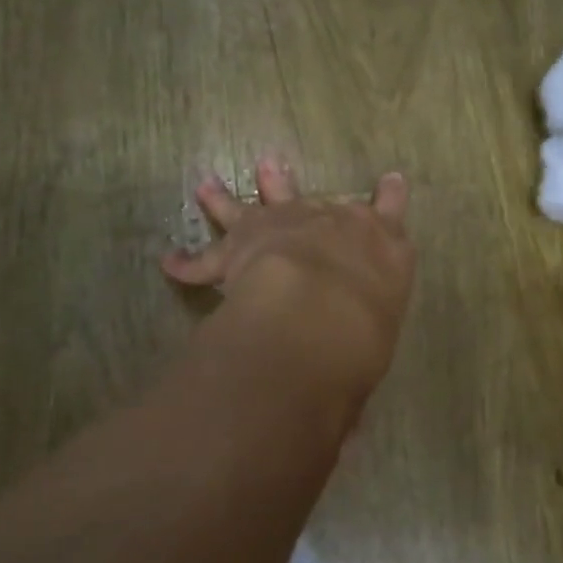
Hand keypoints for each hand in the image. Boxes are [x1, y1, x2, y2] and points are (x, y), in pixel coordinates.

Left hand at [163, 156, 415, 387]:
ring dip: (226, 198)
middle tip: (271, 166)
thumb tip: (354, 396)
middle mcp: (331, 223)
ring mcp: (283, 225)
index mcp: (379, 244)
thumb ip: (370, 332)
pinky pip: (207, 257)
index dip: (390, 197)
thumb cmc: (371, 325)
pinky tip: (170, 262)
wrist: (323, 308)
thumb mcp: (385, 323)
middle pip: (309, 198)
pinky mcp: (240, 245)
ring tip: (207, 186)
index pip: (390, 213)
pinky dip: (188, 262)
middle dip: (289, 184)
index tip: (391, 181)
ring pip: (251, 206)